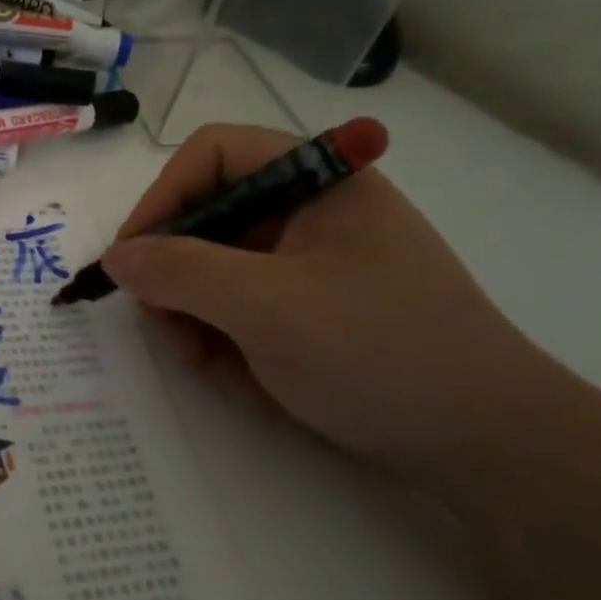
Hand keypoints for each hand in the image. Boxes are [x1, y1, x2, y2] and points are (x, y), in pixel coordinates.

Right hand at [103, 124, 564, 478]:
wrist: (484, 444)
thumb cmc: (377, 351)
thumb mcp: (265, 306)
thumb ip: (179, 271)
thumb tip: (116, 257)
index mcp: (316, 179)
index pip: (211, 155)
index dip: (161, 198)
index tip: (132, 259)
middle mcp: (311, 211)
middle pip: (208, 216)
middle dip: (177, 275)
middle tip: (166, 326)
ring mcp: (312, 262)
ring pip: (218, 270)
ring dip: (197, 317)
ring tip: (210, 364)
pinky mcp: (313, 309)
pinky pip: (244, 308)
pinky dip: (229, 341)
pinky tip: (244, 380)